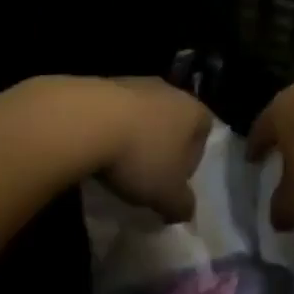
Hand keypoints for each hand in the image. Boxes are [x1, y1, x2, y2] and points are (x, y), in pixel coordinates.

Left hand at [93, 77, 213, 222]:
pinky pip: (118, 110)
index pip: (204, 131)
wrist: (88, 121)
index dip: (193, 157)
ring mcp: (138, 82)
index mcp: (193, 111)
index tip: (175, 179)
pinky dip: (113, 127)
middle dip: (163, 145)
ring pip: (145, 114)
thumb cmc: (141, 157)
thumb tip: (185, 211)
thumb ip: (182, 205)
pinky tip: (99, 148)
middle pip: (174, 120)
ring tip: (120, 163)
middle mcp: (170, 90)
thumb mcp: (168, 195)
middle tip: (148, 173)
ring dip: (136, 135)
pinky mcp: (107, 82)